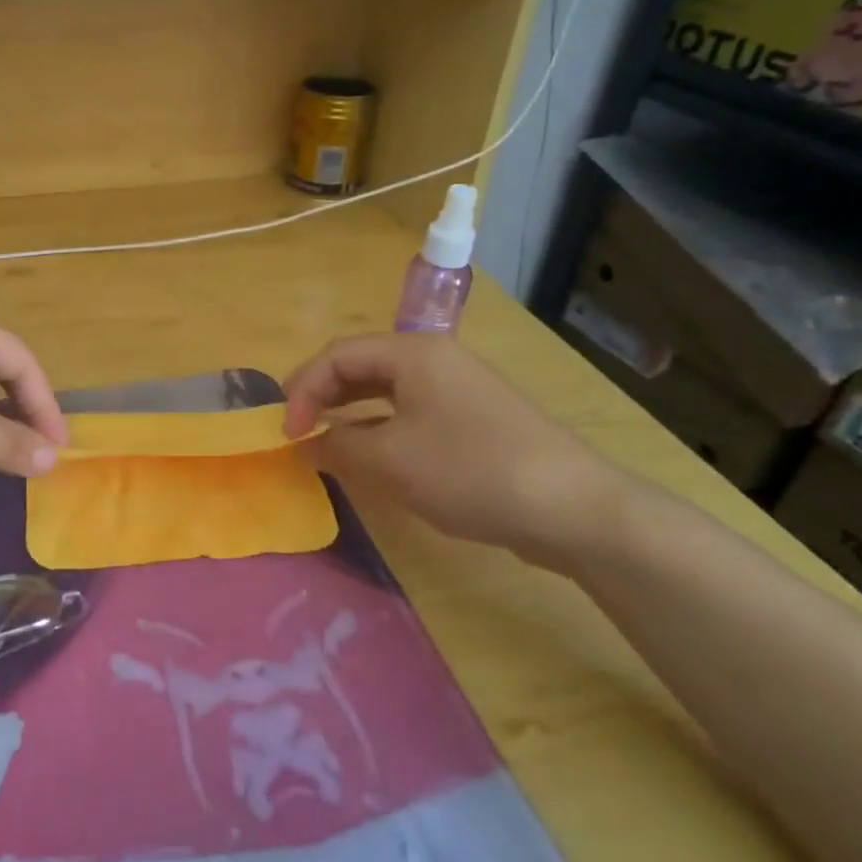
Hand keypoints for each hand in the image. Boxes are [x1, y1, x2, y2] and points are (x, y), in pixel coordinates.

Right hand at [282, 334, 629, 569]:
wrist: (573, 508)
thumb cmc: (470, 471)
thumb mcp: (390, 461)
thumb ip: (338, 445)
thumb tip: (309, 441)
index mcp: (413, 353)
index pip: (337, 354)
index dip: (304, 389)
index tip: (288, 432)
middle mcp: (435, 360)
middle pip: (361, 364)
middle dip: (323, 394)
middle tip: (297, 429)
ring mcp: (458, 388)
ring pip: (386, 389)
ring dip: (350, 410)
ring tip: (325, 438)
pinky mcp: (474, 419)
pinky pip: (411, 410)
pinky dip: (380, 426)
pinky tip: (373, 454)